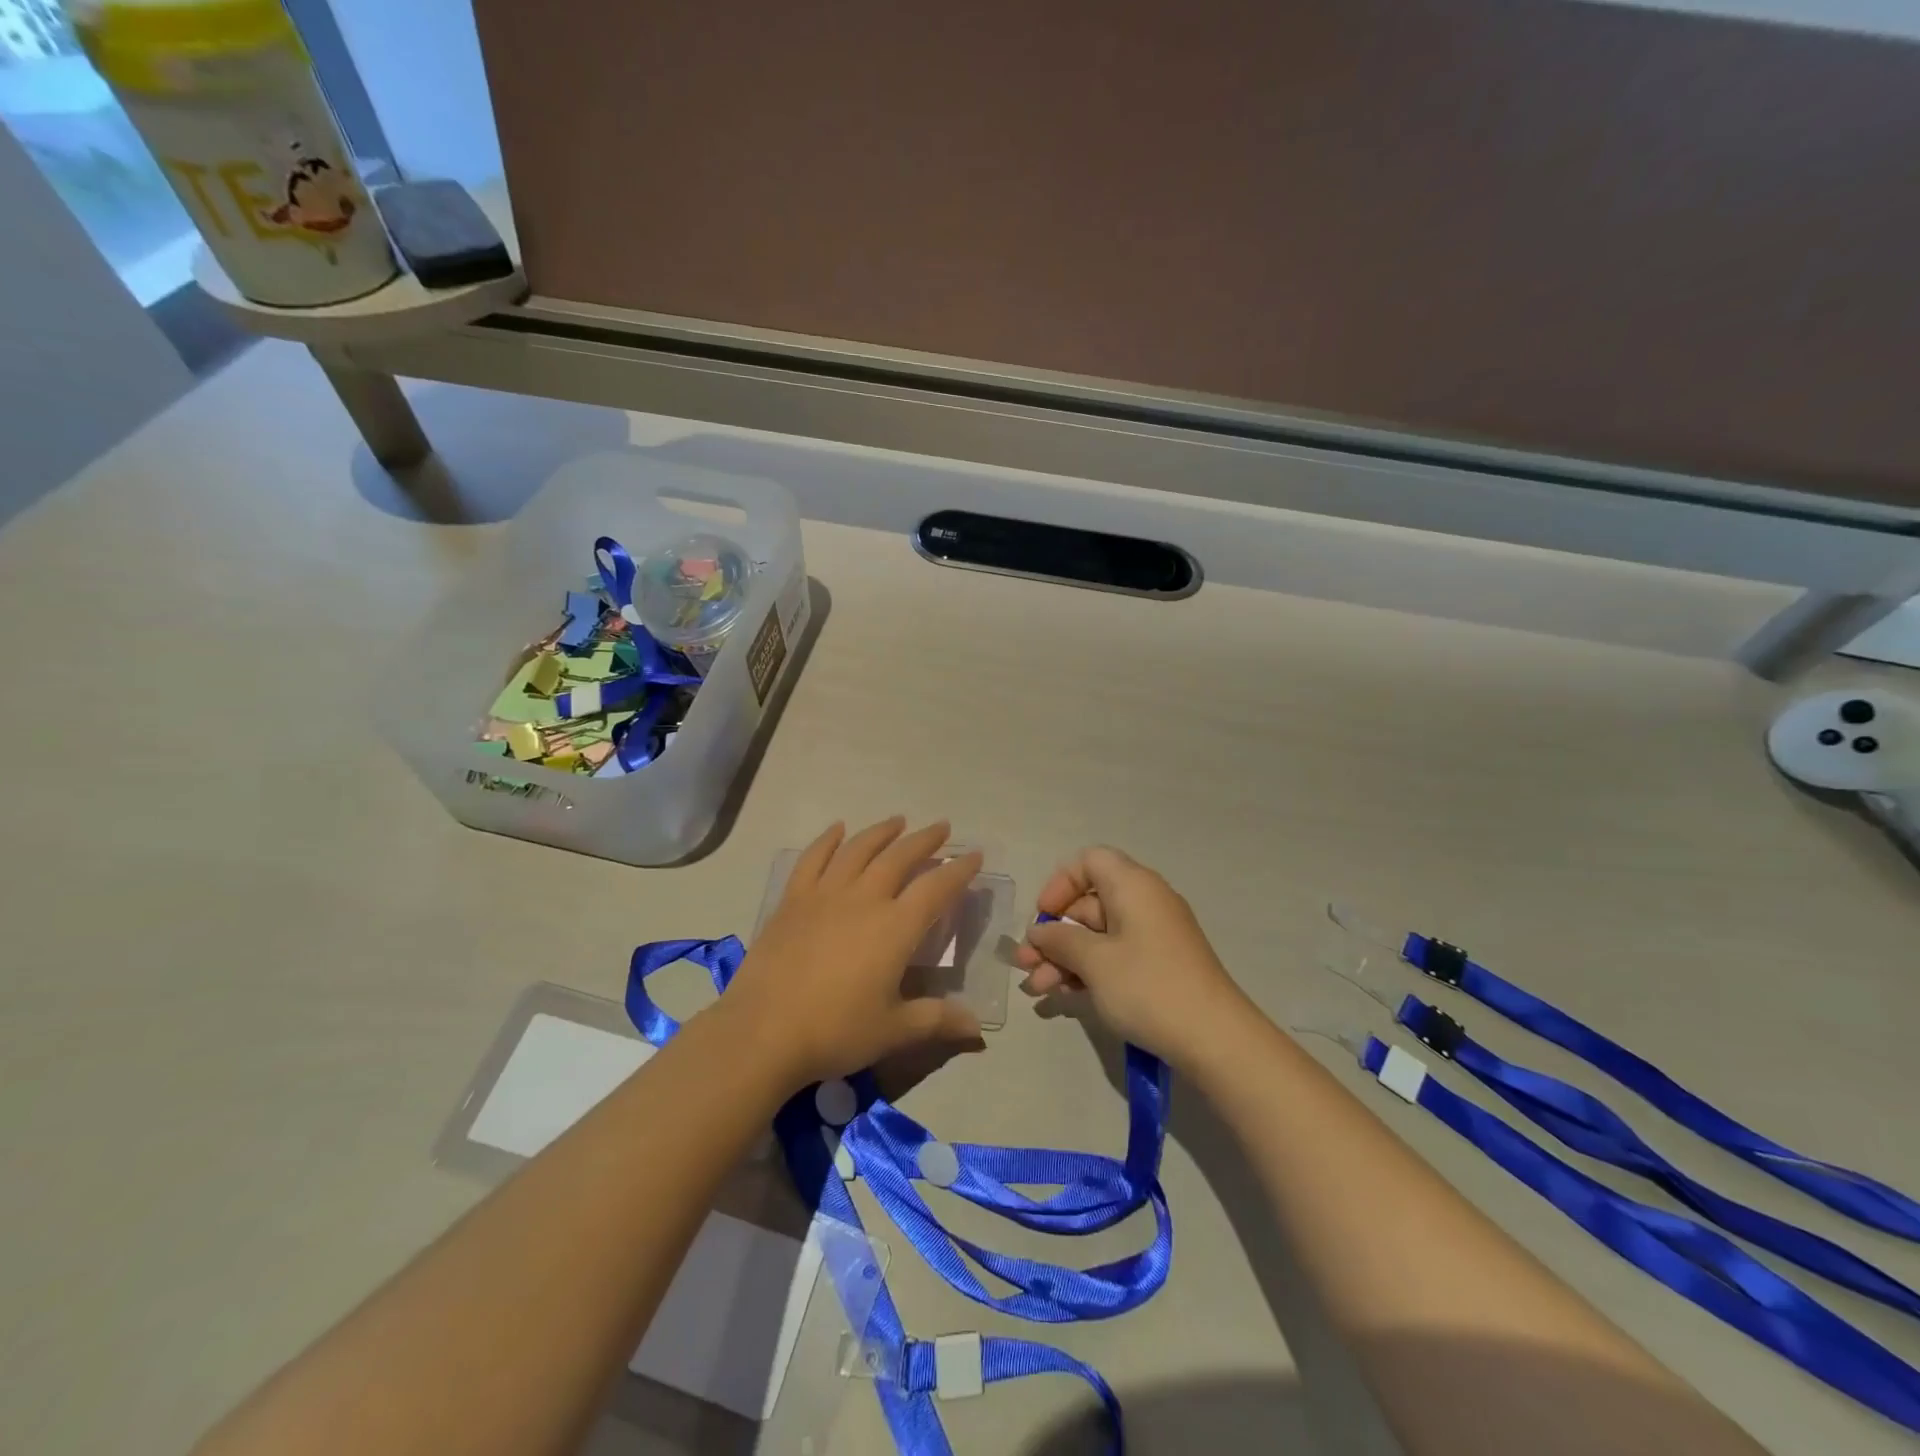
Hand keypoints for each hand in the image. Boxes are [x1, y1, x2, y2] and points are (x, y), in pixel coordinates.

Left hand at [724, 817, 984, 1087]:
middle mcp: (864, 899)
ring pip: (859, 850)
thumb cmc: (835, 1031)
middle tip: (942, 828)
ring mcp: (825, 895)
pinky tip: (838, 829)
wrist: (763, 1031)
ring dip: (881, 832)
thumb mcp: (894, 1031)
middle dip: (924, 840)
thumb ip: (938, 1020)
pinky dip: (828, 840)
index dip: (959, 871)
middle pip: (899, 857)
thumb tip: (977, 1026)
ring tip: (898, 821)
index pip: (936, 888)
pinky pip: (814, 859)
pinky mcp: (793, 900)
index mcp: (895, 927)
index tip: (974, 855)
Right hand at [1016, 846, 1251, 1070]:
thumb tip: (1040, 932)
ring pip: (1097, 936)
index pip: (1089, 862)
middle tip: (1026, 965)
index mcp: (1133, 886)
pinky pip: (1114, 956)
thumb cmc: (1148, 987)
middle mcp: (1144, 902)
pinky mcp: (1158, 966)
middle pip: (1088, 904)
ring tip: (1037, 990)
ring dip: (1064, 958)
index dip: (1060, 884)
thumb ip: (1059, 941)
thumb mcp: (1094, 962)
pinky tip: (1064, 996)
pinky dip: (1088, 971)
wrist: (1215, 1039)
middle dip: (1054, 934)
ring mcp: (1153, 936)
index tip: (1044, 918)